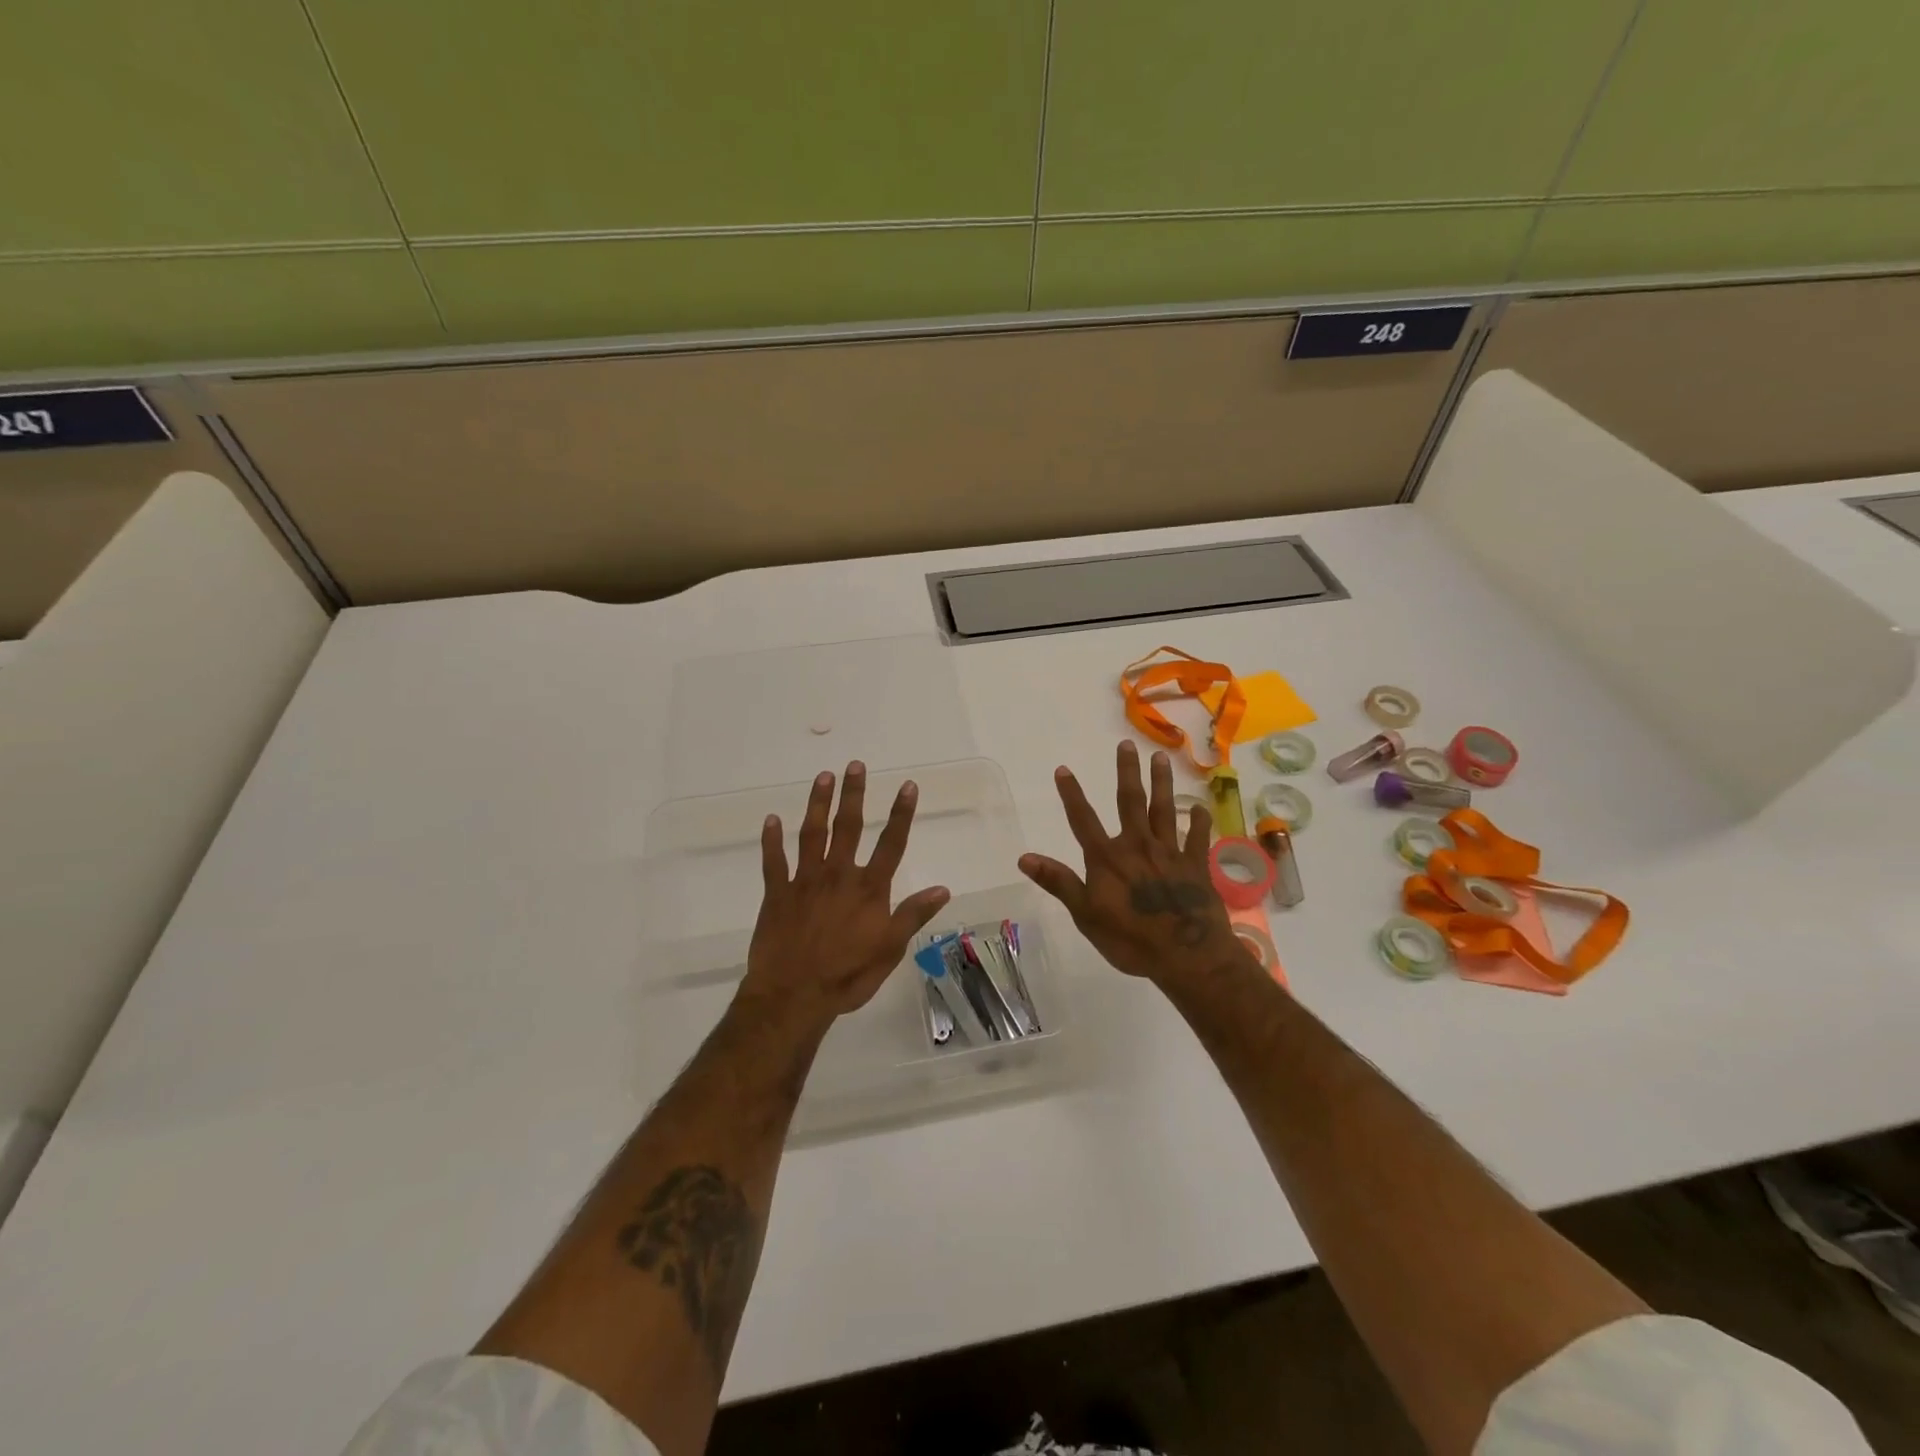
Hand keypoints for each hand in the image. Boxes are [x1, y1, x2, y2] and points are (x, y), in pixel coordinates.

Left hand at [742, 762, 949, 1023]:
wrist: (794, 996)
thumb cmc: (847, 975)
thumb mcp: (890, 950)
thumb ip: (913, 916)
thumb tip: (942, 888)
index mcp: (868, 889)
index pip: (891, 844)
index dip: (901, 813)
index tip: (907, 785)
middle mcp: (837, 875)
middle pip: (847, 827)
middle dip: (853, 794)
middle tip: (855, 765)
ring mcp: (804, 881)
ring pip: (811, 834)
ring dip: (817, 804)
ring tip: (823, 776)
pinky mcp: (776, 894)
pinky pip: (773, 861)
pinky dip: (771, 840)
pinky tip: (771, 819)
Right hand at [1019, 741, 1249, 985]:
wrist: (1188, 956)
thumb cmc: (1131, 940)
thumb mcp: (1085, 915)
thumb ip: (1059, 882)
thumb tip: (1024, 858)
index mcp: (1107, 858)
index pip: (1083, 820)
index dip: (1072, 794)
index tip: (1064, 769)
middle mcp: (1138, 846)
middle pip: (1130, 802)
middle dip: (1127, 772)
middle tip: (1126, 745)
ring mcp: (1170, 853)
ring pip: (1164, 810)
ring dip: (1161, 783)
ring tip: (1160, 758)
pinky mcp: (1196, 866)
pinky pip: (1197, 838)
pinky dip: (1198, 822)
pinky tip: (1199, 808)